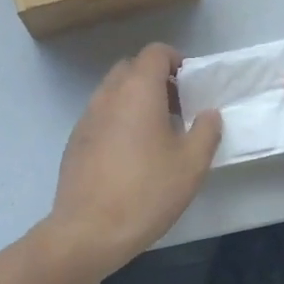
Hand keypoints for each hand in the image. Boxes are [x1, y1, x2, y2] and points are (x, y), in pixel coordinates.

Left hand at [45, 43, 222, 274]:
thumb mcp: (191, 164)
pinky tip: (130, 155)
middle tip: (177, 107)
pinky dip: (118, 120)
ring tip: (156, 133)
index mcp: (138, 90)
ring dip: (135, 100)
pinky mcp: (74, 141)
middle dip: (155, 79)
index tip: (191, 83)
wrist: (88, 231)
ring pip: (113, 92)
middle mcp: (108, 95)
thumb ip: (206, 131)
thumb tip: (208, 113)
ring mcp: (86, 117)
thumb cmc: (146, 191)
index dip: (175, 59)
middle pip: (131, 68)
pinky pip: (100, 115)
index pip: (154, 52)